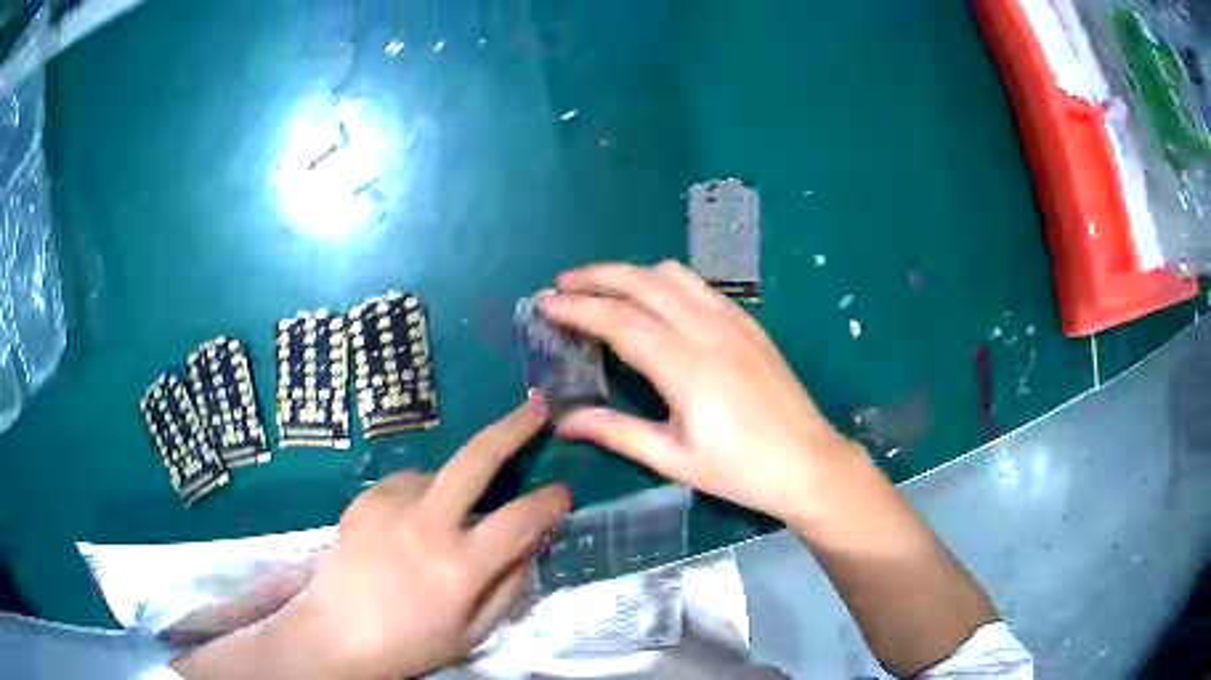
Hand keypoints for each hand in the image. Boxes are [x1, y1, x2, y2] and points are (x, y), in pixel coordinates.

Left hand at [174, 403, 570, 679]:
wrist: (334, 635)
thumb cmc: (409, 644)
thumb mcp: (472, 632)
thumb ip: (509, 586)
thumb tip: (533, 544)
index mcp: (460, 564)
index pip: (521, 519)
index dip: (550, 502)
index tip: (563, 494)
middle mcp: (427, 523)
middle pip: (477, 459)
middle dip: (514, 428)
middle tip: (537, 409)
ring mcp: (390, 505)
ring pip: (439, 472)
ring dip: (458, 484)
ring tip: (450, 517)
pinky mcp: (364, 500)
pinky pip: (406, 483)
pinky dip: (422, 494)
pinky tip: (413, 522)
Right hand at [540, 261, 867, 524]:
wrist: (809, 463)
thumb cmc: (740, 470)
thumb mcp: (673, 459)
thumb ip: (617, 432)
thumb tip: (564, 420)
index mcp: (684, 366)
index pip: (618, 320)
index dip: (577, 307)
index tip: (545, 302)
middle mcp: (707, 330)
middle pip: (643, 283)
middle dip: (597, 276)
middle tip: (564, 283)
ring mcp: (733, 321)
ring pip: (674, 275)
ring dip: (632, 273)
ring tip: (604, 286)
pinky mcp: (750, 323)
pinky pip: (701, 286)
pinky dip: (667, 281)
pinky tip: (656, 299)